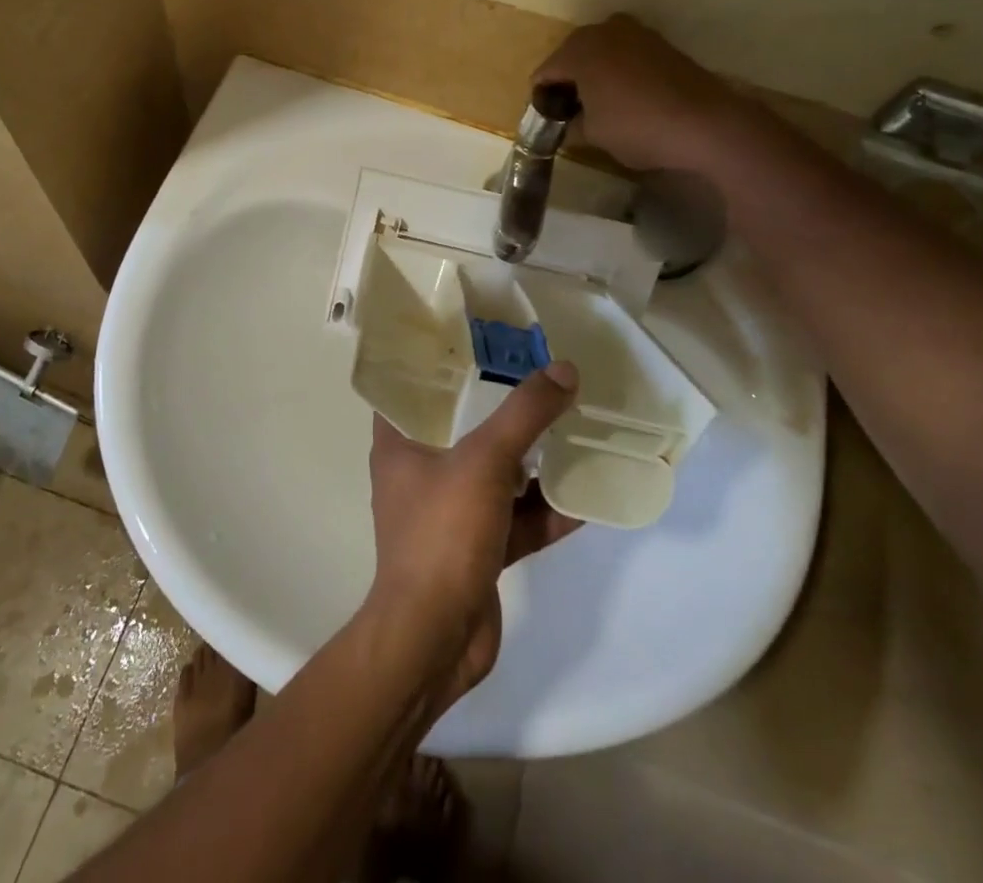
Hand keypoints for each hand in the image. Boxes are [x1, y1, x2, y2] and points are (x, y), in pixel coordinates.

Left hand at [365, 363, 583, 706]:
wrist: (435, 640)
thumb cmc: (443, 534)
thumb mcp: (485, 461)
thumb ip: (525, 414)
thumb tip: (564, 369)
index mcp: (399, 444)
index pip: (412, 389)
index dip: (440, 363)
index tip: (478, 341)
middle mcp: (419, 473)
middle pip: (462, 428)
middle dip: (500, 409)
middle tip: (537, 378)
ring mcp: (448, 514)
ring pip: (493, 475)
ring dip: (530, 461)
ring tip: (570, 431)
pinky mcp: (475, 550)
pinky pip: (513, 519)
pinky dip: (543, 511)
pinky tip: (583, 499)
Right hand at [534, 15, 736, 170]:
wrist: (705, 123)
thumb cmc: (637, 127)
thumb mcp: (593, 135)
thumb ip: (571, 125)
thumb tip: (567, 124)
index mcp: (578, 50)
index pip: (544, 73)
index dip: (541, 99)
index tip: (546, 122)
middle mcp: (603, 31)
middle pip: (570, 56)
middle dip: (567, 82)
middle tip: (569, 114)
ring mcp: (636, 32)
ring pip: (600, 52)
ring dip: (594, 74)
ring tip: (598, 105)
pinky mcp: (661, 43)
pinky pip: (625, 54)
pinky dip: (618, 71)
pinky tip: (626, 98)